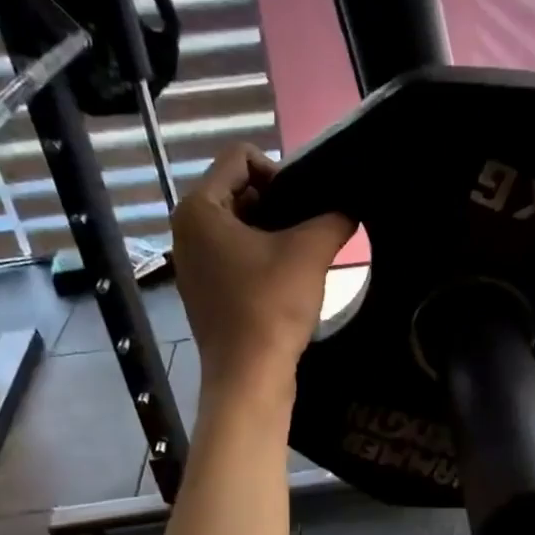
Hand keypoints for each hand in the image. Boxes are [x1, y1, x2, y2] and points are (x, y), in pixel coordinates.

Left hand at [171, 145, 353, 399]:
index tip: (305, 206)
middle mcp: (186, 230)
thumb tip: (348, 209)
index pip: (240, 158)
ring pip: (239, 228)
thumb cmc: (271, 306)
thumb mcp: (310, 252)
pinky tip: (286, 283)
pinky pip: (234, 258)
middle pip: (239, 192)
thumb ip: (333, 218)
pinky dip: (261, 261)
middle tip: (310, 231)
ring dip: (273, 235)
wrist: (249, 376)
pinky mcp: (204, 293)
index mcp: (199, 208)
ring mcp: (192, 264)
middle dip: (279, 205)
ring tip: (303, 258)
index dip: (280, 172)